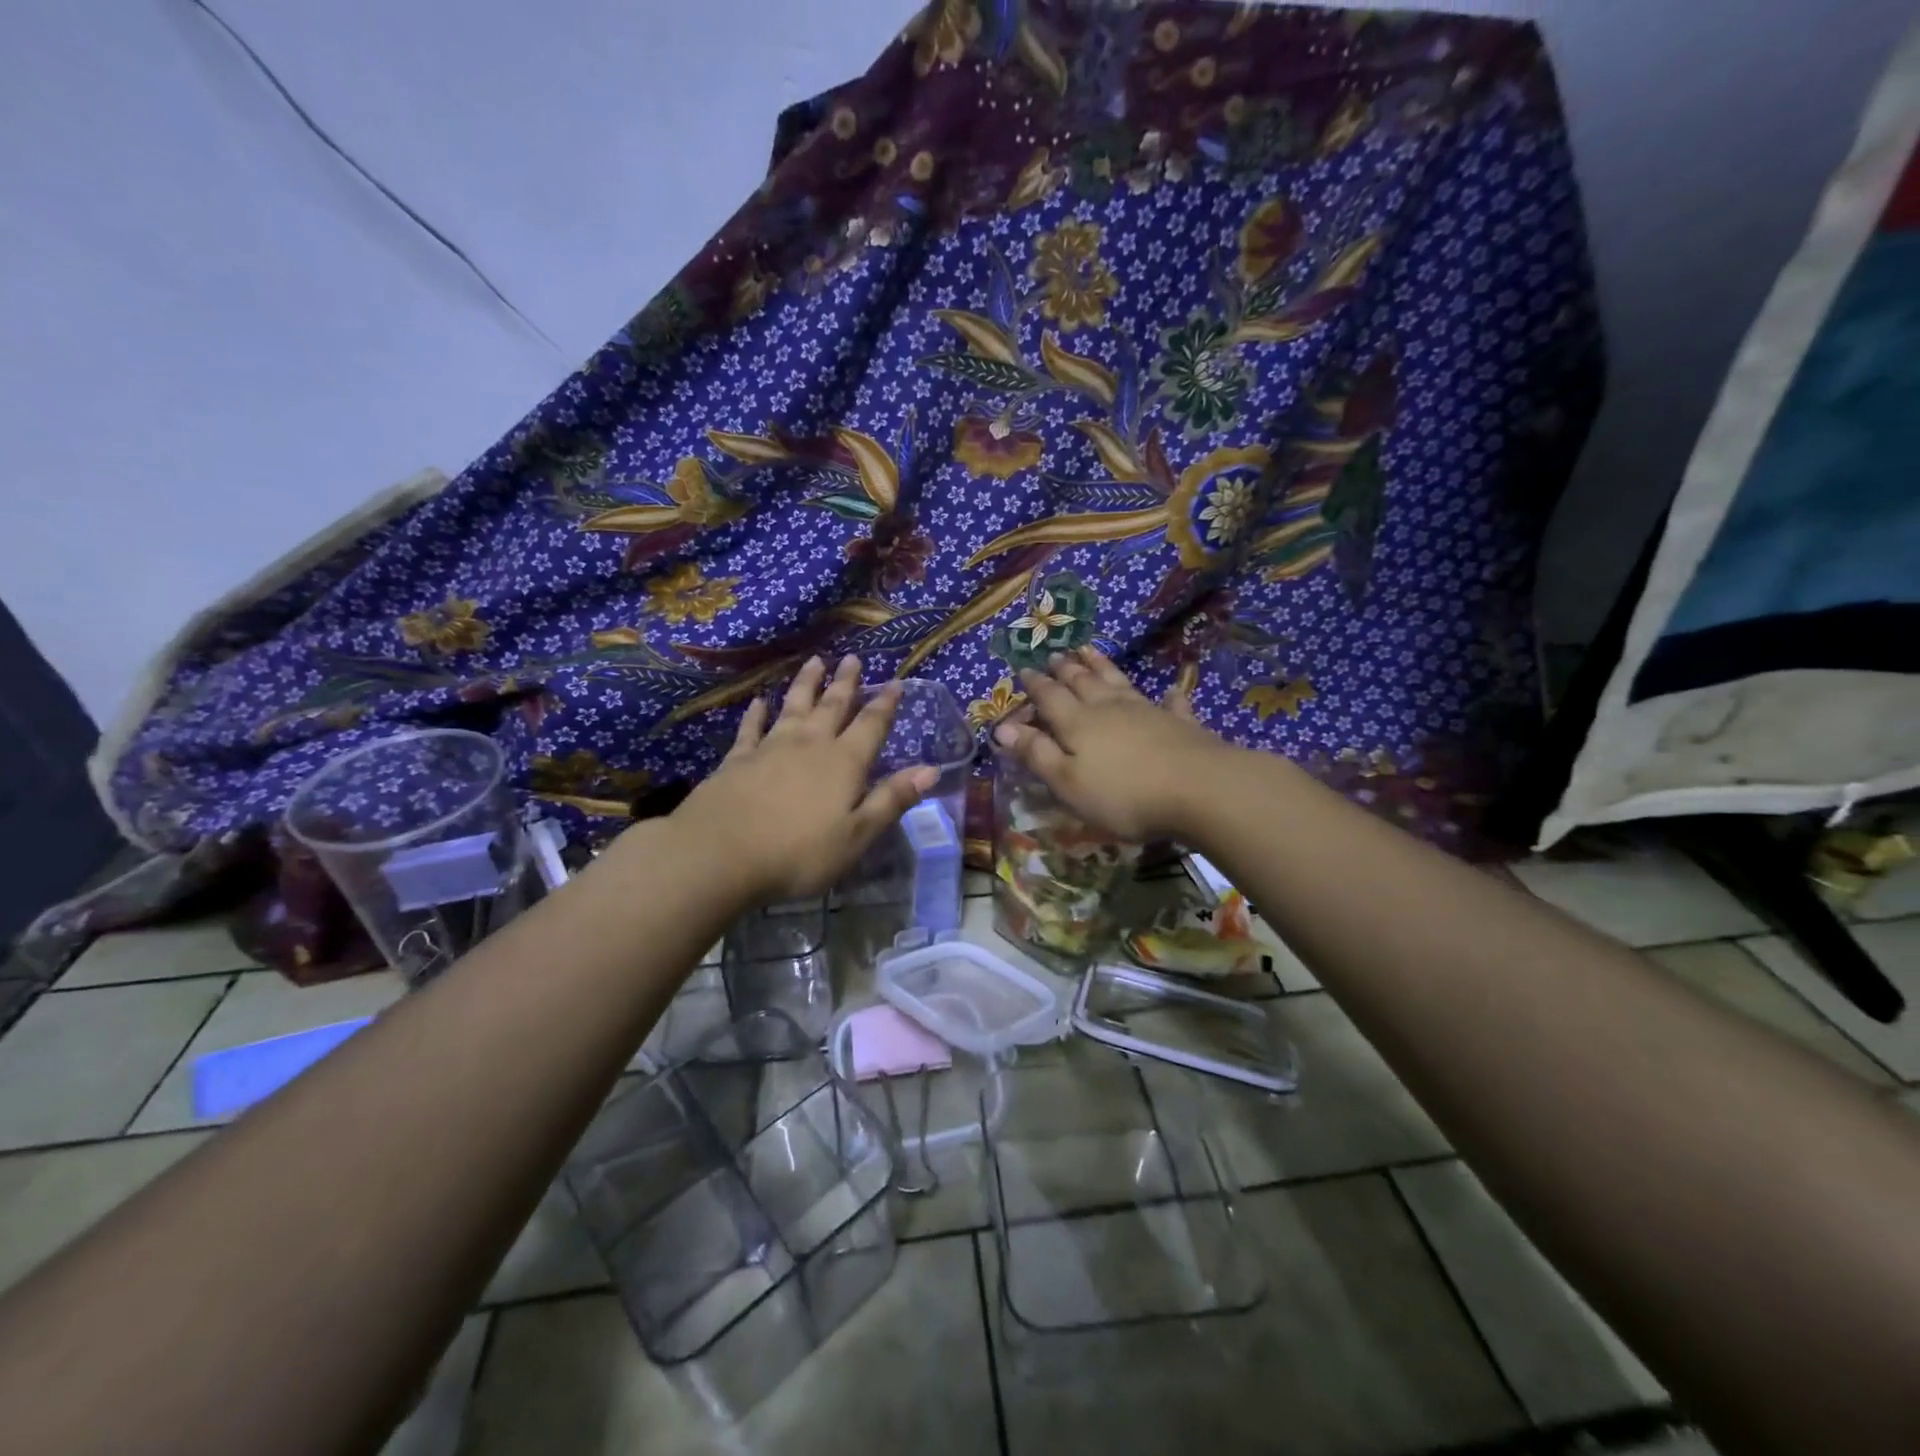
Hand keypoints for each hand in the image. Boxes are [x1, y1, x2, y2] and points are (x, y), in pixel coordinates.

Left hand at [669, 655, 936, 904]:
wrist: (720, 854)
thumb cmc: (799, 853)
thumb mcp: (857, 835)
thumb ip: (891, 800)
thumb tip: (931, 770)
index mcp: (844, 763)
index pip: (871, 726)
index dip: (885, 705)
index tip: (895, 683)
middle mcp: (810, 745)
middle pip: (832, 706)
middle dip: (845, 682)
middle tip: (852, 657)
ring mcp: (770, 748)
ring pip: (794, 707)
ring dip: (806, 685)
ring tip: (815, 661)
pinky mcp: (737, 760)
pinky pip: (751, 729)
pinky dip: (756, 714)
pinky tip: (758, 702)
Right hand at [993, 647, 1236, 841]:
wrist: (1198, 789)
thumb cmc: (1123, 794)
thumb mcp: (1068, 782)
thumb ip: (1036, 754)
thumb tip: (1002, 727)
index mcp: (1078, 723)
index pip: (1050, 697)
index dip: (1035, 685)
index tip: (1024, 669)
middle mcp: (1109, 708)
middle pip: (1083, 683)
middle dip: (1066, 669)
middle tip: (1056, 655)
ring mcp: (1147, 711)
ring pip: (1118, 682)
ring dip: (1102, 666)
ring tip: (1090, 650)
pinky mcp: (1180, 723)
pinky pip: (1171, 703)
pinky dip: (1167, 696)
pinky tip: (1171, 691)